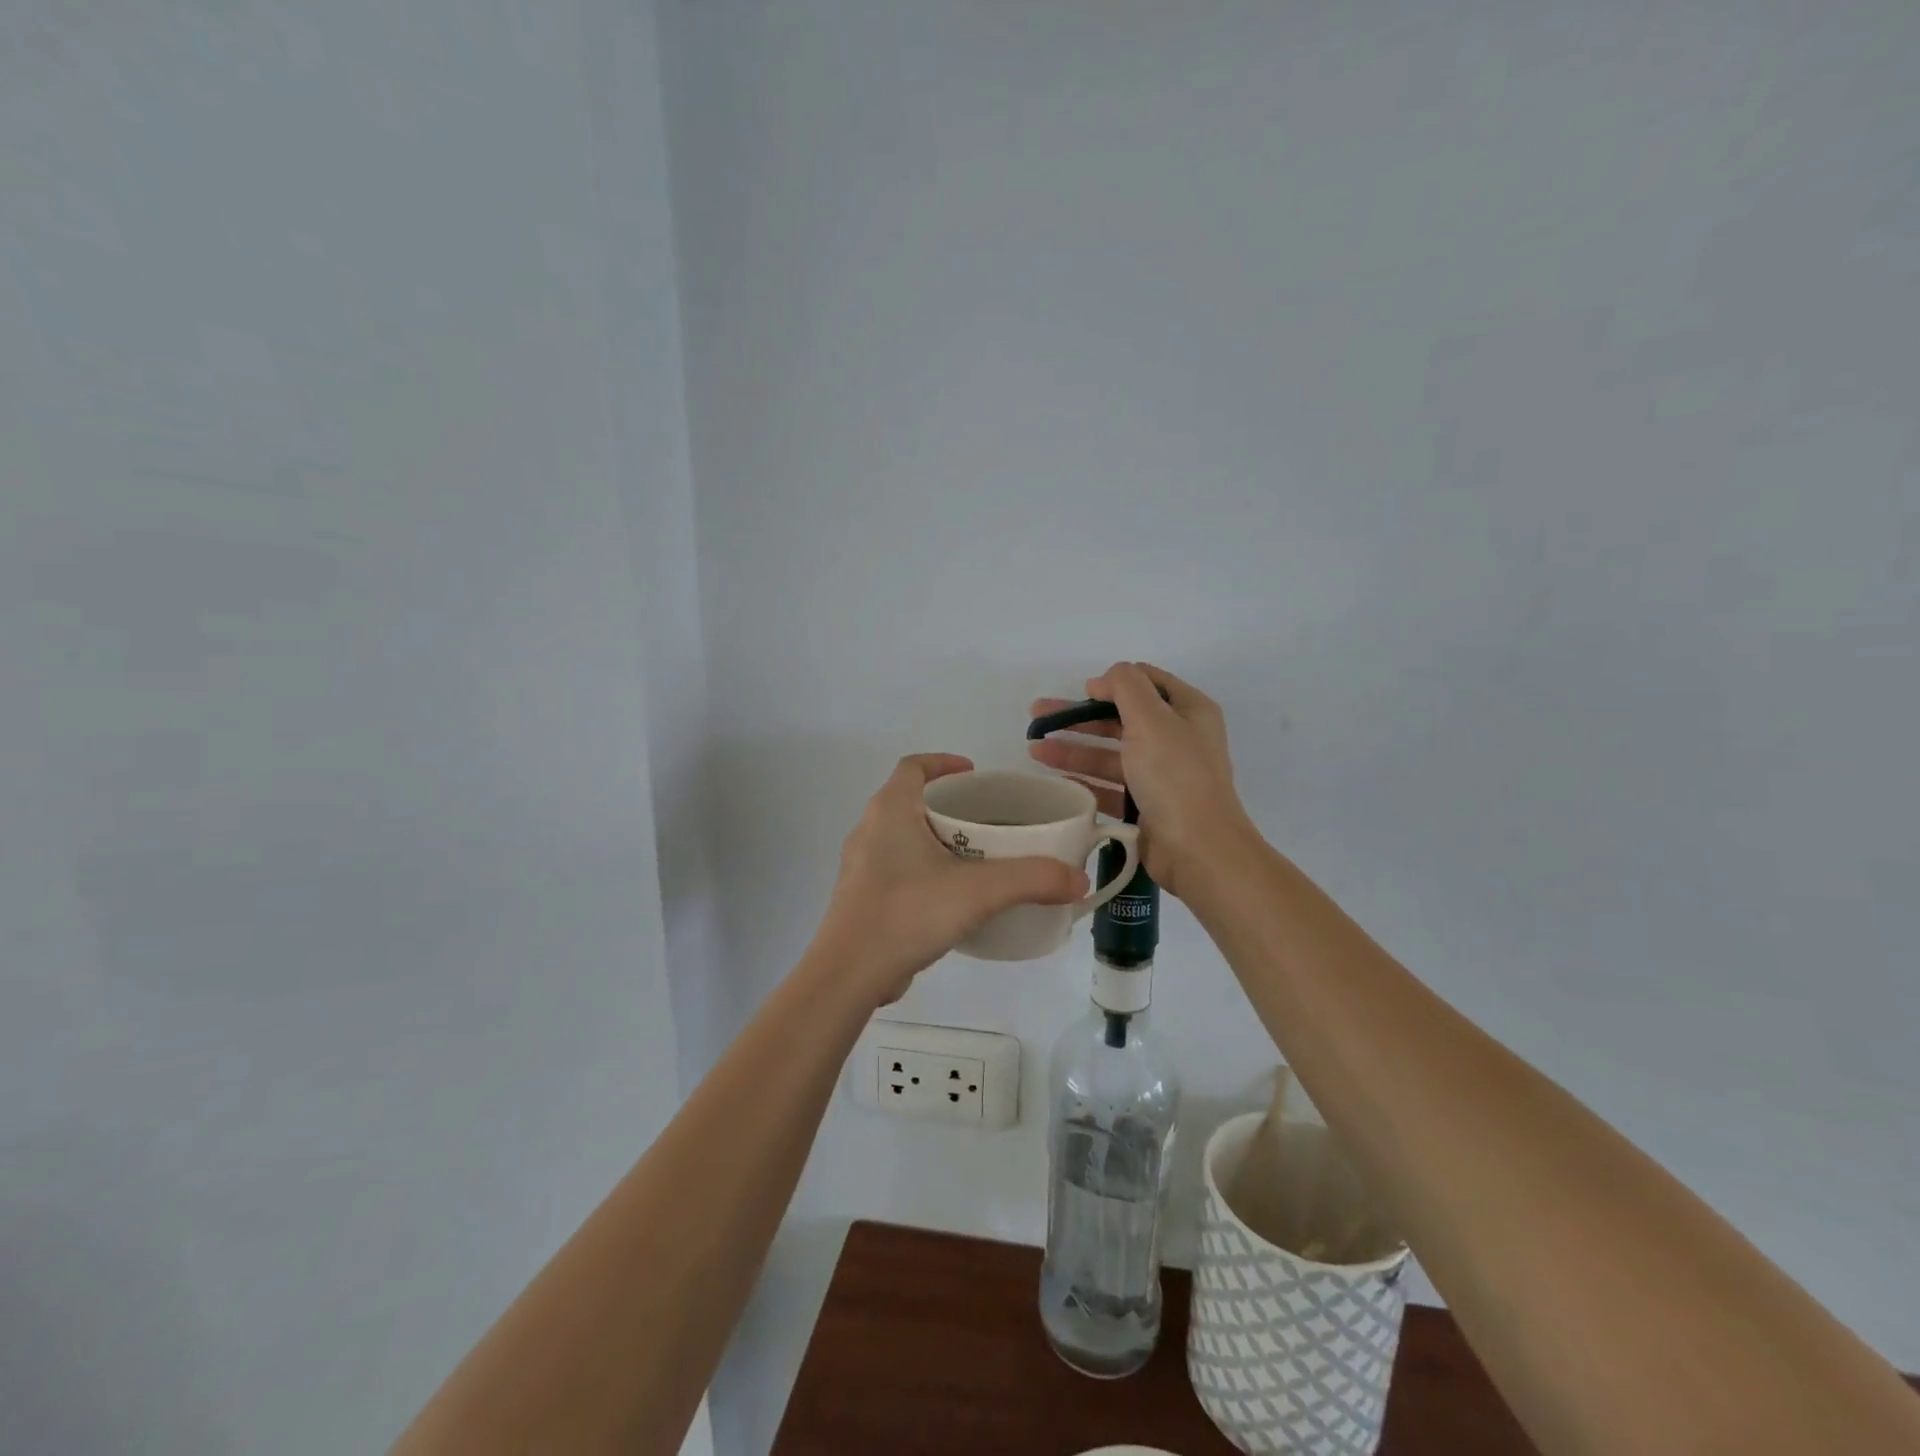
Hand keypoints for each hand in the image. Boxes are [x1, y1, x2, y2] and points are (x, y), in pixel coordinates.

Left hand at [814, 754, 1089, 1005]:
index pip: (913, 766)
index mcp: (890, 811)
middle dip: (948, 806)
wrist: (848, 975)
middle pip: (911, 801)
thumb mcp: (978, 891)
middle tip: (987, 820)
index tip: (974, 774)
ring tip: (976, 858)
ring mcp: (861, 866)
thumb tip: (1079, 879)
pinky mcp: (861, 898)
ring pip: (903, 838)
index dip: (943, 763)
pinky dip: (925, 870)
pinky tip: (951, 898)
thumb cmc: (907, 913)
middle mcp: (869, 830)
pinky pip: (897, 869)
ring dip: (936, 840)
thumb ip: (1032, 879)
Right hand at [1028, 662, 1250, 897]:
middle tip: (1037, 716)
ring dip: (1074, 748)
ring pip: (1110, 754)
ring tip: (1034, 750)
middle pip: (1121, 718)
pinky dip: (1083, 779)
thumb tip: (1103, 681)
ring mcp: (1161, 775)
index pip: (1146, 682)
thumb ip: (1125, 687)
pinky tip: (1055, 778)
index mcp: (1188, 711)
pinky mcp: (1146, 806)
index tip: (1081, 691)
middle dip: (1079, 716)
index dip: (1112, 682)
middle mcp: (1177, 739)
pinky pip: (1109, 786)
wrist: (1197, 849)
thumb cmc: (1175, 776)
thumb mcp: (1151, 719)